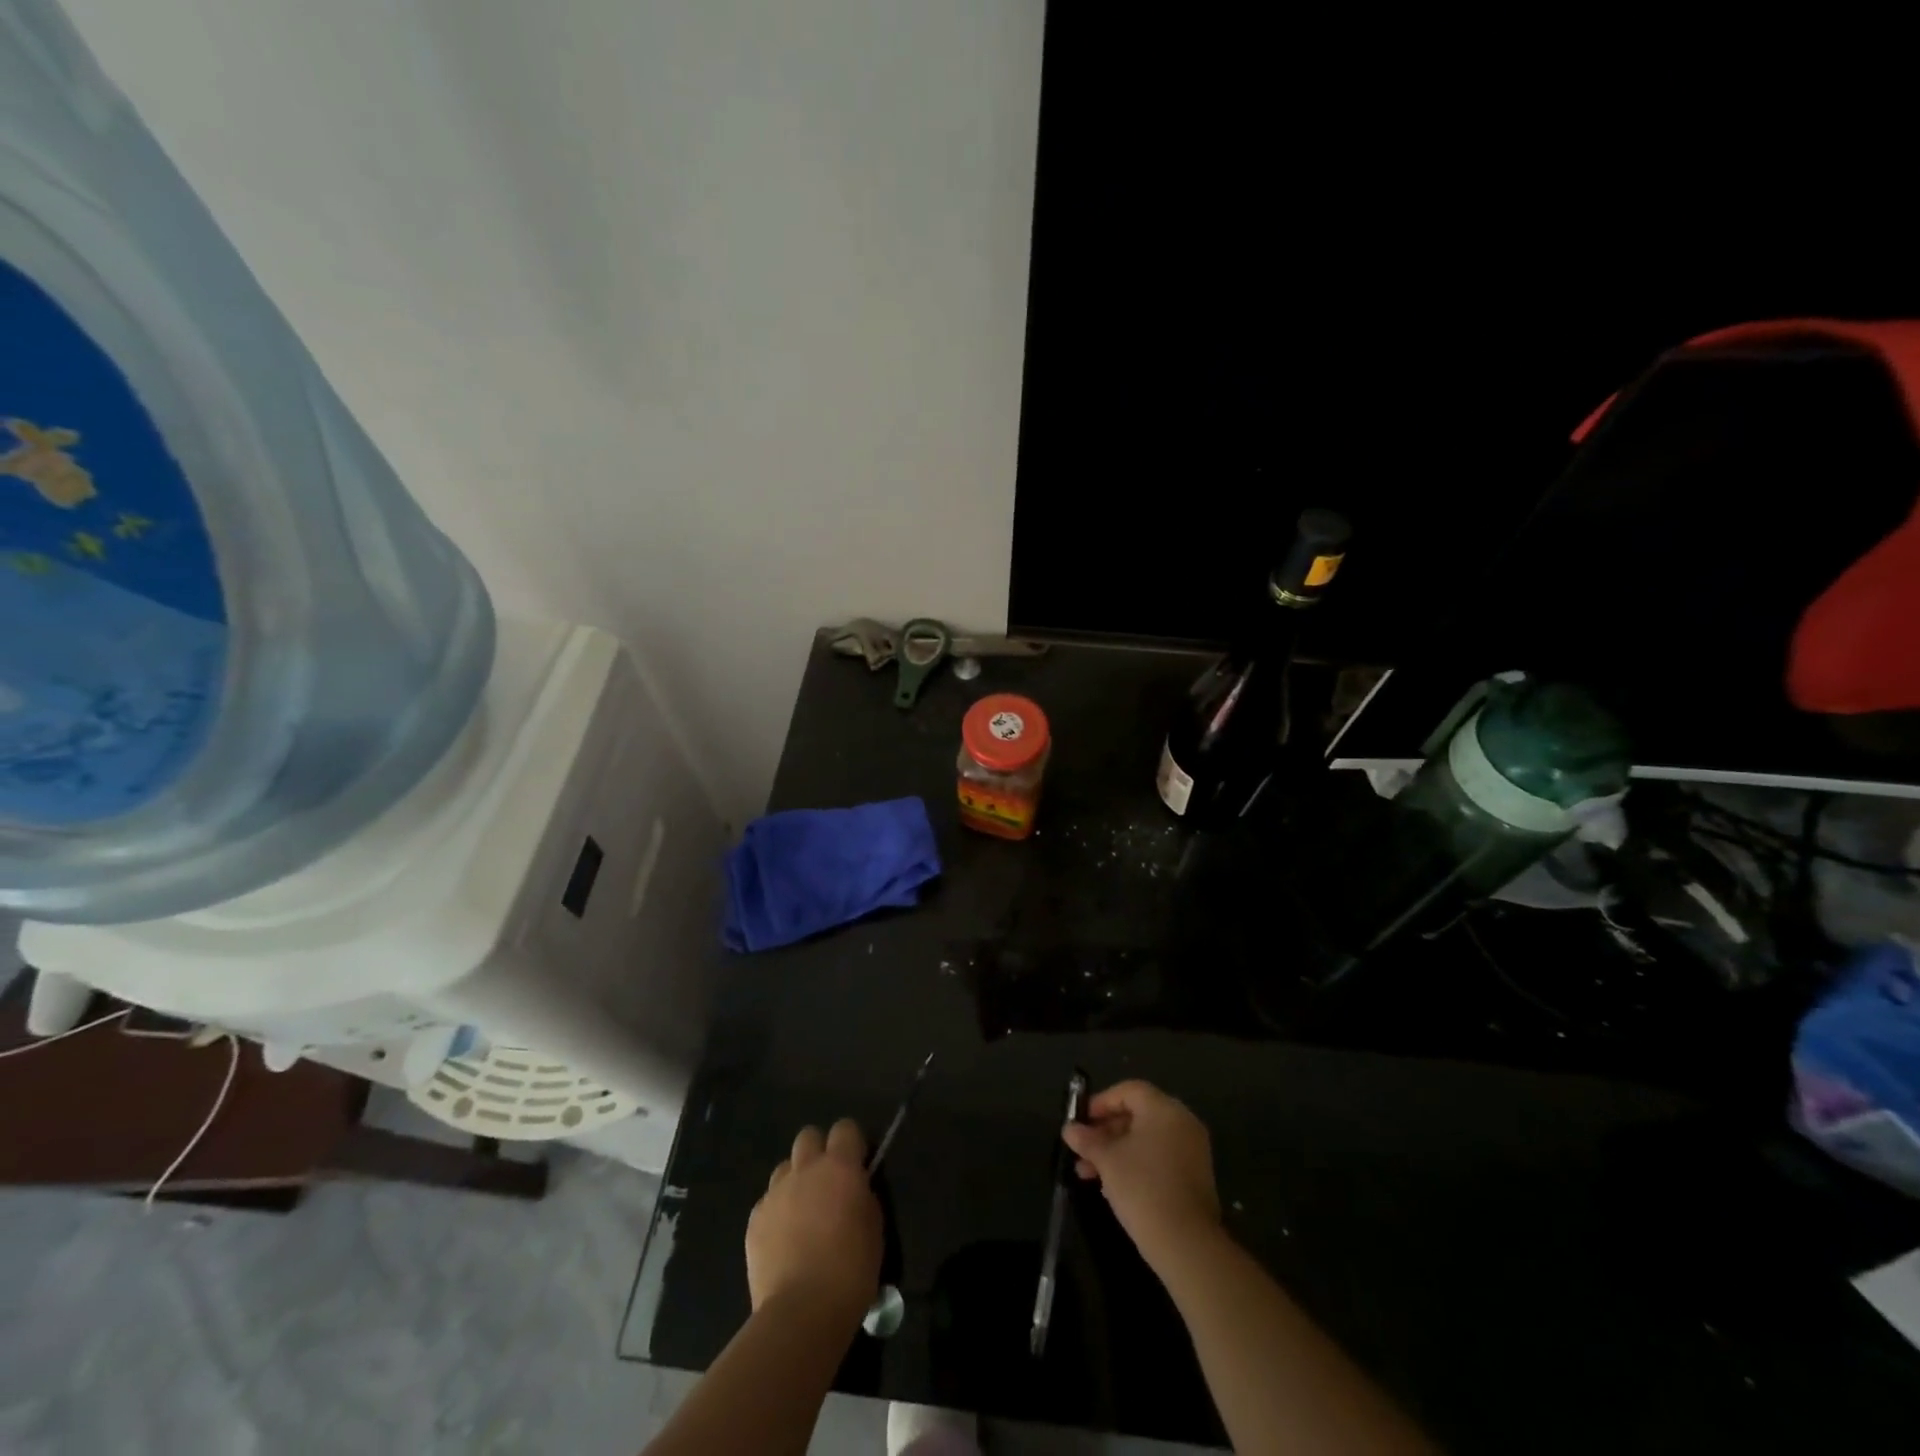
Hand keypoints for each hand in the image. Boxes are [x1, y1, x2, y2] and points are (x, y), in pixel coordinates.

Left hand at [746, 1119, 882, 1321]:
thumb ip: (863, 1197)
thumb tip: (855, 1189)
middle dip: (818, 1152)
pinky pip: (768, 1202)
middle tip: (827, 1182)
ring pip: (784, 1168)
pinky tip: (784, 1240)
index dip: (851, 1142)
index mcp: (839, 1167)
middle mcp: (805, 1169)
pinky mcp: (755, 1219)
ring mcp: (776, 1193)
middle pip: (808, 1137)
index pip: (845, 1128)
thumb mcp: (874, 1228)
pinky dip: (777, 1212)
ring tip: (802, 1212)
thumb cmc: (851, 1270)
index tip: (857, 1162)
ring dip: (795, 1181)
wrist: (802, 1311)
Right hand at [1061, 1080, 1220, 1271]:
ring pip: (1146, 1139)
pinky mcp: (1194, 1177)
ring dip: (1116, 1151)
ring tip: (1088, 1172)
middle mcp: (1182, 1122)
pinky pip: (1159, 1158)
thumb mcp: (1107, 1160)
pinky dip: (1136, 1164)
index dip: (1101, 1102)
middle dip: (1105, 1131)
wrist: (1187, 1245)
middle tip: (1082, 1149)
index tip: (1081, 1121)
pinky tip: (1112, 1186)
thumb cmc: (1143, 1188)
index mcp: (1164, 1109)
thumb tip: (1069, 1129)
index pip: (1128, 1091)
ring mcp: (1192, 1151)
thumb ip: (1088, 1140)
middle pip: (1137, 1114)